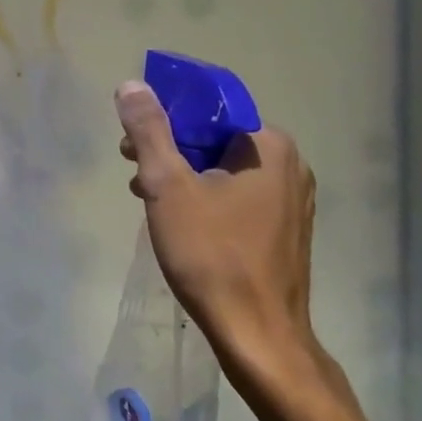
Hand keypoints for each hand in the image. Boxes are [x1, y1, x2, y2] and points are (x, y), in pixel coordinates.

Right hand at [115, 81, 323, 390]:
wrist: (257, 335)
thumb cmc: (211, 254)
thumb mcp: (167, 186)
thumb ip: (148, 131)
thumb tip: (132, 85)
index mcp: (268, 146)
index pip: (210, 106)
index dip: (165, 114)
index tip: (132, 137)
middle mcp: (288, 165)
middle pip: (214, 136)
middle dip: (168, 145)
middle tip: (131, 166)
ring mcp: (290, 199)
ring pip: (222, 166)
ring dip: (180, 172)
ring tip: (145, 194)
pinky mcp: (282, 228)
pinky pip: (235, 193)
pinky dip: (201, 194)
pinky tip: (175, 218)